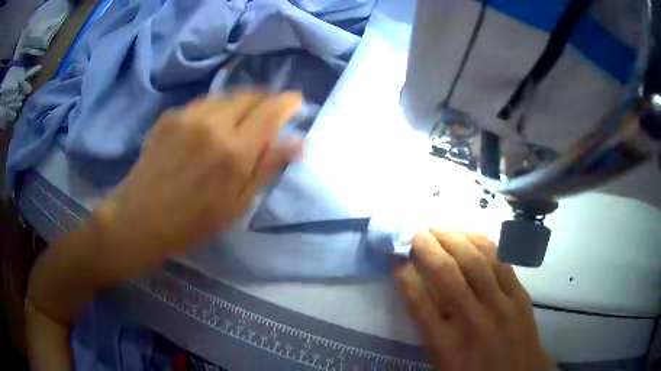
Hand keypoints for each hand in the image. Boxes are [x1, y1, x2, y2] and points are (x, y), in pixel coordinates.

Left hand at [93, 91, 302, 279]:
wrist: (140, 218)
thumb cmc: (191, 222)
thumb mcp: (236, 205)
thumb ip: (267, 168)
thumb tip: (298, 142)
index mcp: (235, 151)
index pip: (272, 110)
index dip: (288, 102)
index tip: (297, 102)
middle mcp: (214, 123)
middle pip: (250, 94)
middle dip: (266, 99)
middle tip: (270, 112)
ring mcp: (188, 115)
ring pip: (226, 95)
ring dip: (241, 102)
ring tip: (241, 119)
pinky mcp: (170, 116)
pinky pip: (203, 103)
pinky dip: (216, 108)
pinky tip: (210, 126)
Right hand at [395, 230, 550, 370]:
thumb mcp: (442, 361)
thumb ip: (431, 328)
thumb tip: (421, 290)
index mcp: (445, 345)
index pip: (418, 301)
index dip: (404, 273)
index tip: (396, 257)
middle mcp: (472, 321)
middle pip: (446, 273)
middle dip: (427, 246)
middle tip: (415, 232)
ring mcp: (500, 305)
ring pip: (475, 260)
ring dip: (454, 237)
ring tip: (439, 228)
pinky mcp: (520, 296)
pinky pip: (500, 261)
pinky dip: (482, 243)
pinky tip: (470, 234)